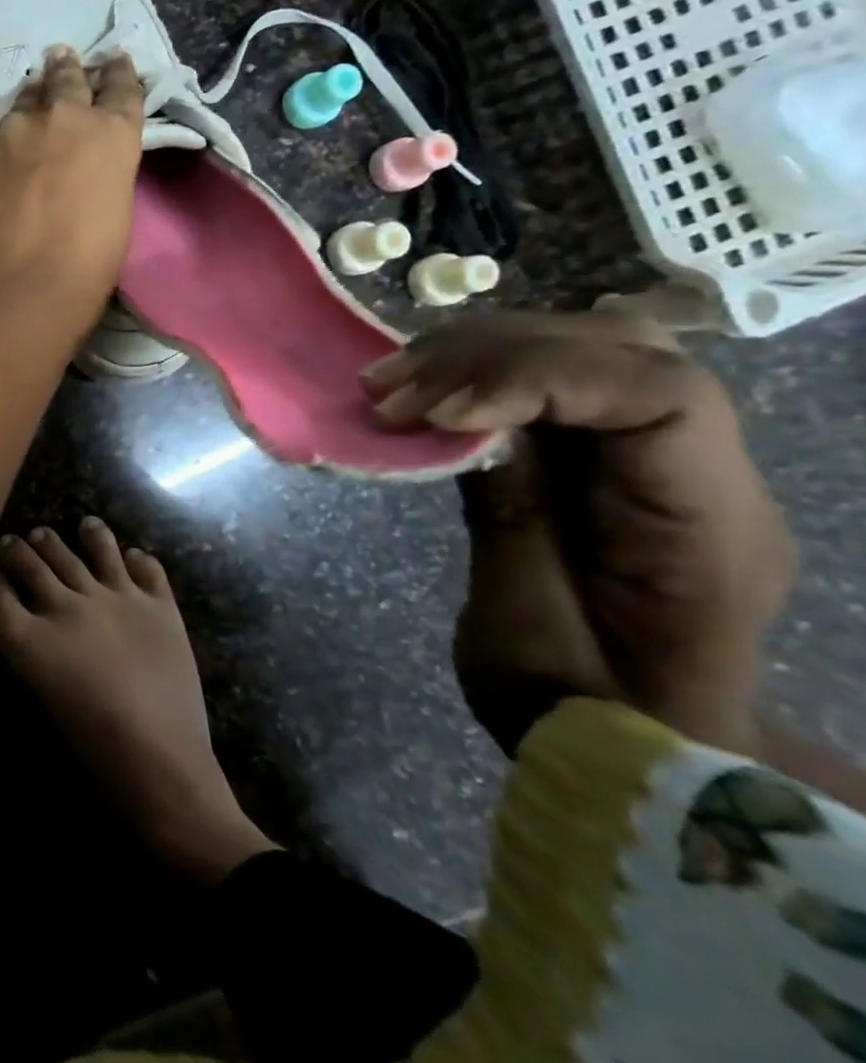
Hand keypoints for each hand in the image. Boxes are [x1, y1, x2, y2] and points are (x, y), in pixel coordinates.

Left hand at [0, 47, 144, 329]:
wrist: (12, 288)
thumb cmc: (83, 268)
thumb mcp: (115, 216)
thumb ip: (102, 177)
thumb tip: (83, 174)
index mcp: (112, 135)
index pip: (122, 90)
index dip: (119, 74)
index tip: (115, 61)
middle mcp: (63, 118)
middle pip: (66, 80)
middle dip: (67, 69)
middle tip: (62, 57)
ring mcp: (10, 130)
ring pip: (21, 106)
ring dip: (28, 105)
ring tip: (26, 106)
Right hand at [361, 311, 794, 754]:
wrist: (624, 745)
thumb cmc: (575, 710)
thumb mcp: (523, 626)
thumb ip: (507, 513)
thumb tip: (462, 421)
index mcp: (705, 529)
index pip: (660, 396)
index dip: (539, 379)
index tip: (436, 413)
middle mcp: (703, 474)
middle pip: (621, 350)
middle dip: (492, 354)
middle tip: (392, 391)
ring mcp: (655, 458)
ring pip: (584, 349)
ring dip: (474, 353)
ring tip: (388, 386)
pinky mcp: (603, 456)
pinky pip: (551, 382)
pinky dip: (475, 372)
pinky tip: (417, 390)